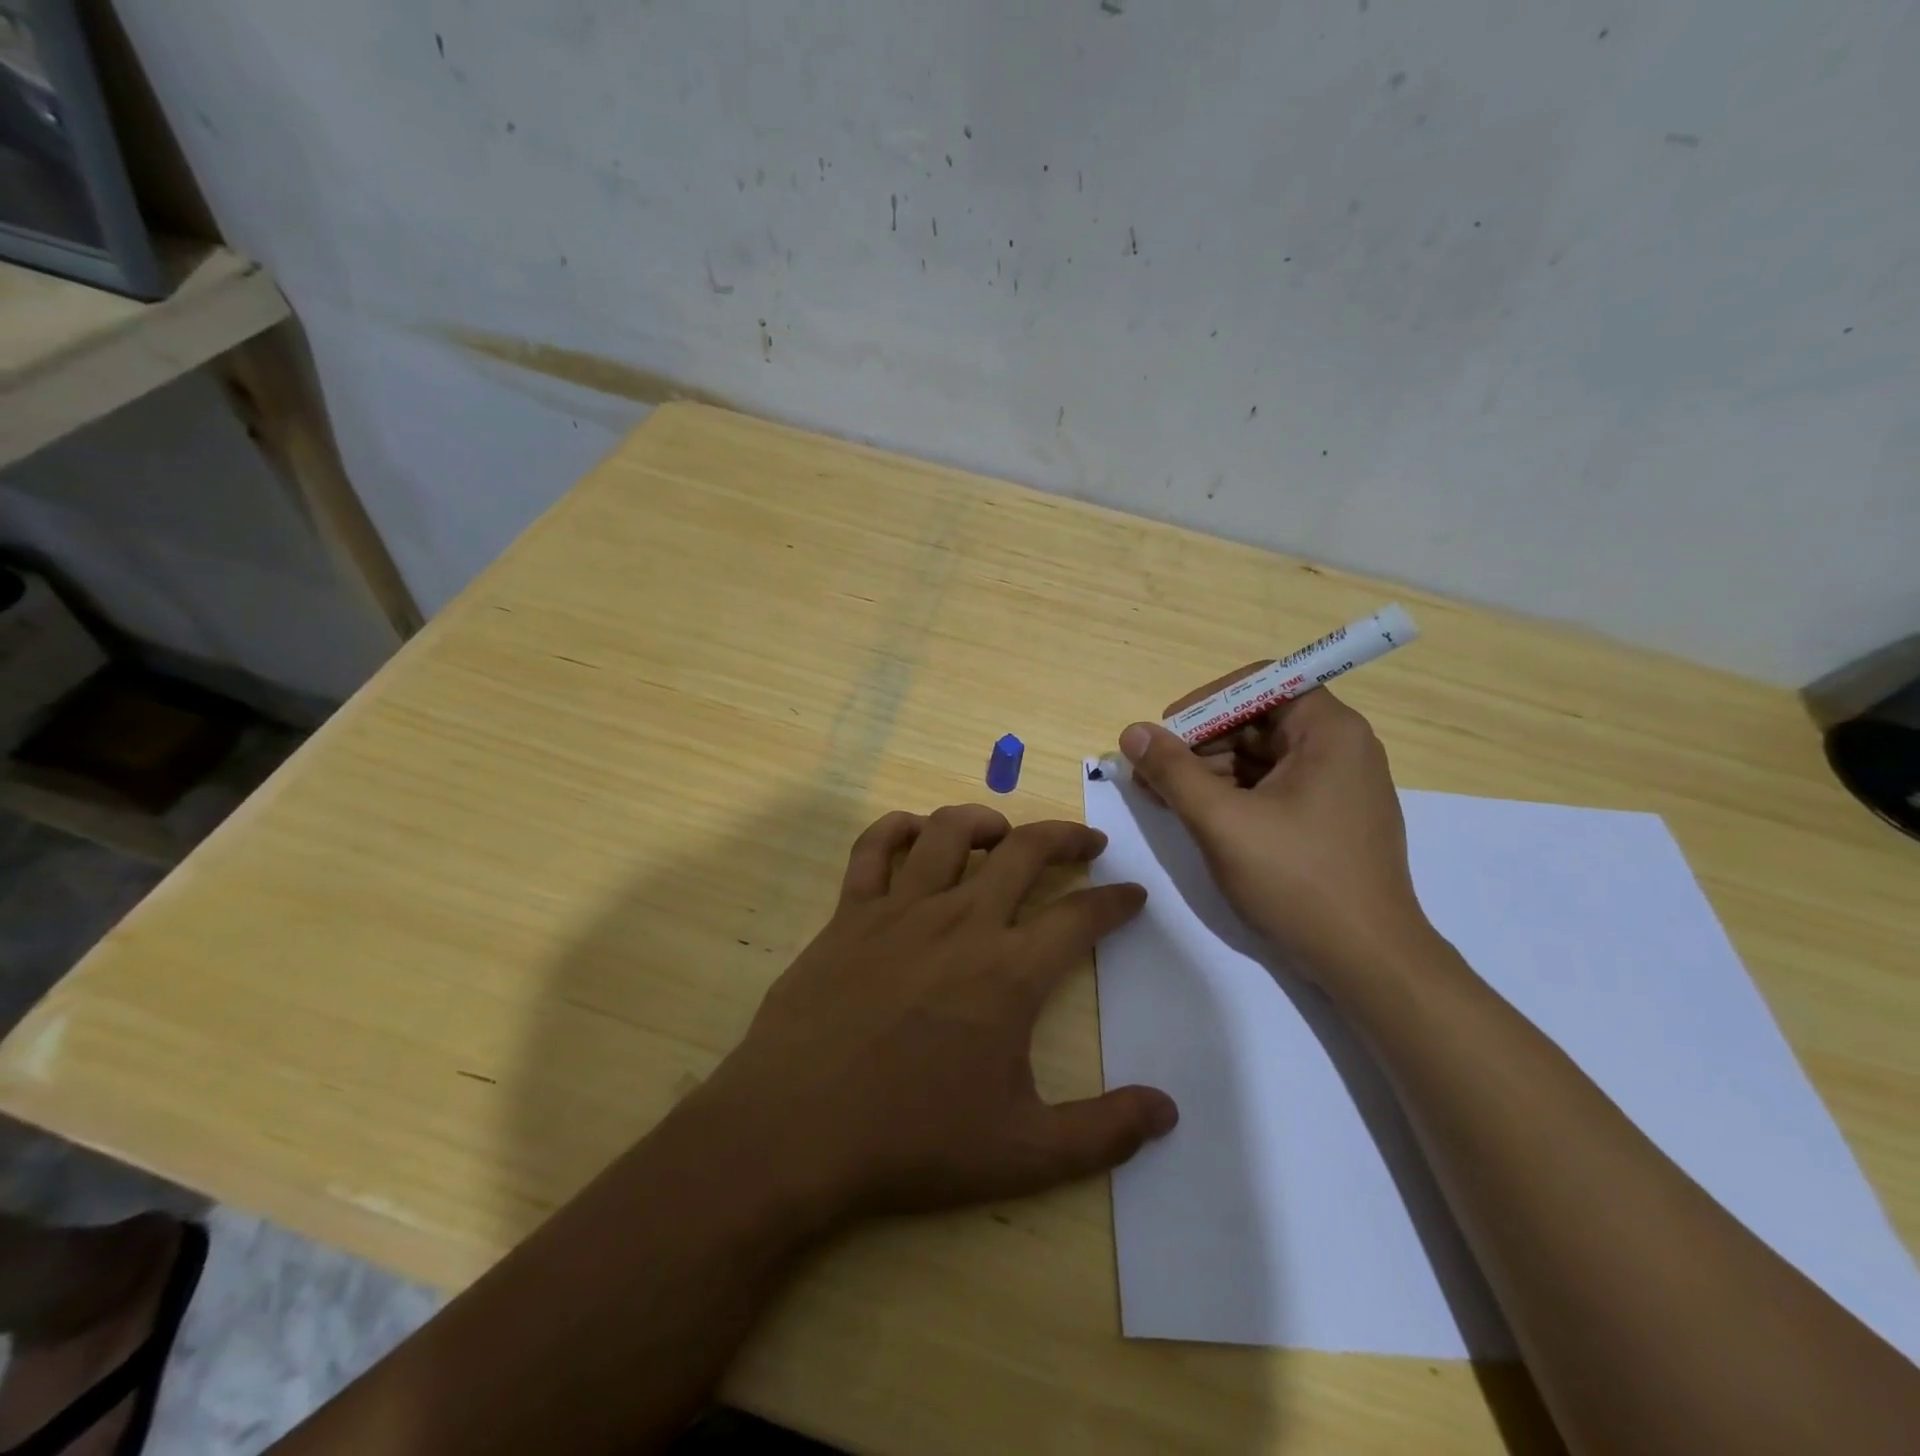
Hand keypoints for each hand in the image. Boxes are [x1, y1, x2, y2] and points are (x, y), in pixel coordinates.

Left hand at [695, 805, 1177, 1227]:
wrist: (797, 1130)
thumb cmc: (912, 1140)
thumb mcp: (1024, 1153)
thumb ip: (1104, 1132)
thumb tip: (1168, 1110)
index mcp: (1009, 972)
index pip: (1080, 917)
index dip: (1116, 902)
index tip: (1133, 894)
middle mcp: (961, 921)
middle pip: (1026, 852)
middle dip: (1066, 838)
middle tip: (1087, 844)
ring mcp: (900, 910)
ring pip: (950, 832)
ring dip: (987, 821)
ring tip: (1005, 833)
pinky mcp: (849, 913)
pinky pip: (874, 847)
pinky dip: (899, 828)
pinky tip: (916, 833)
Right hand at [1117, 684, 1433, 983]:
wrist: (1368, 961)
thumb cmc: (1297, 880)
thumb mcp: (1222, 821)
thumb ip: (1172, 772)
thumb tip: (1132, 733)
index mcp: (1329, 731)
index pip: (1261, 683)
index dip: (1207, 702)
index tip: (1167, 732)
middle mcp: (1341, 747)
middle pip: (1258, 721)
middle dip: (1200, 743)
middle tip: (1153, 773)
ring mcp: (1338, 786)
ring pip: (1261, 757)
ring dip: (1210, 771)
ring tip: (1164, 798)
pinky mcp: (1330, 819)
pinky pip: (1273, 787)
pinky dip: (1233, 796)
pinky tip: (1198, 816)